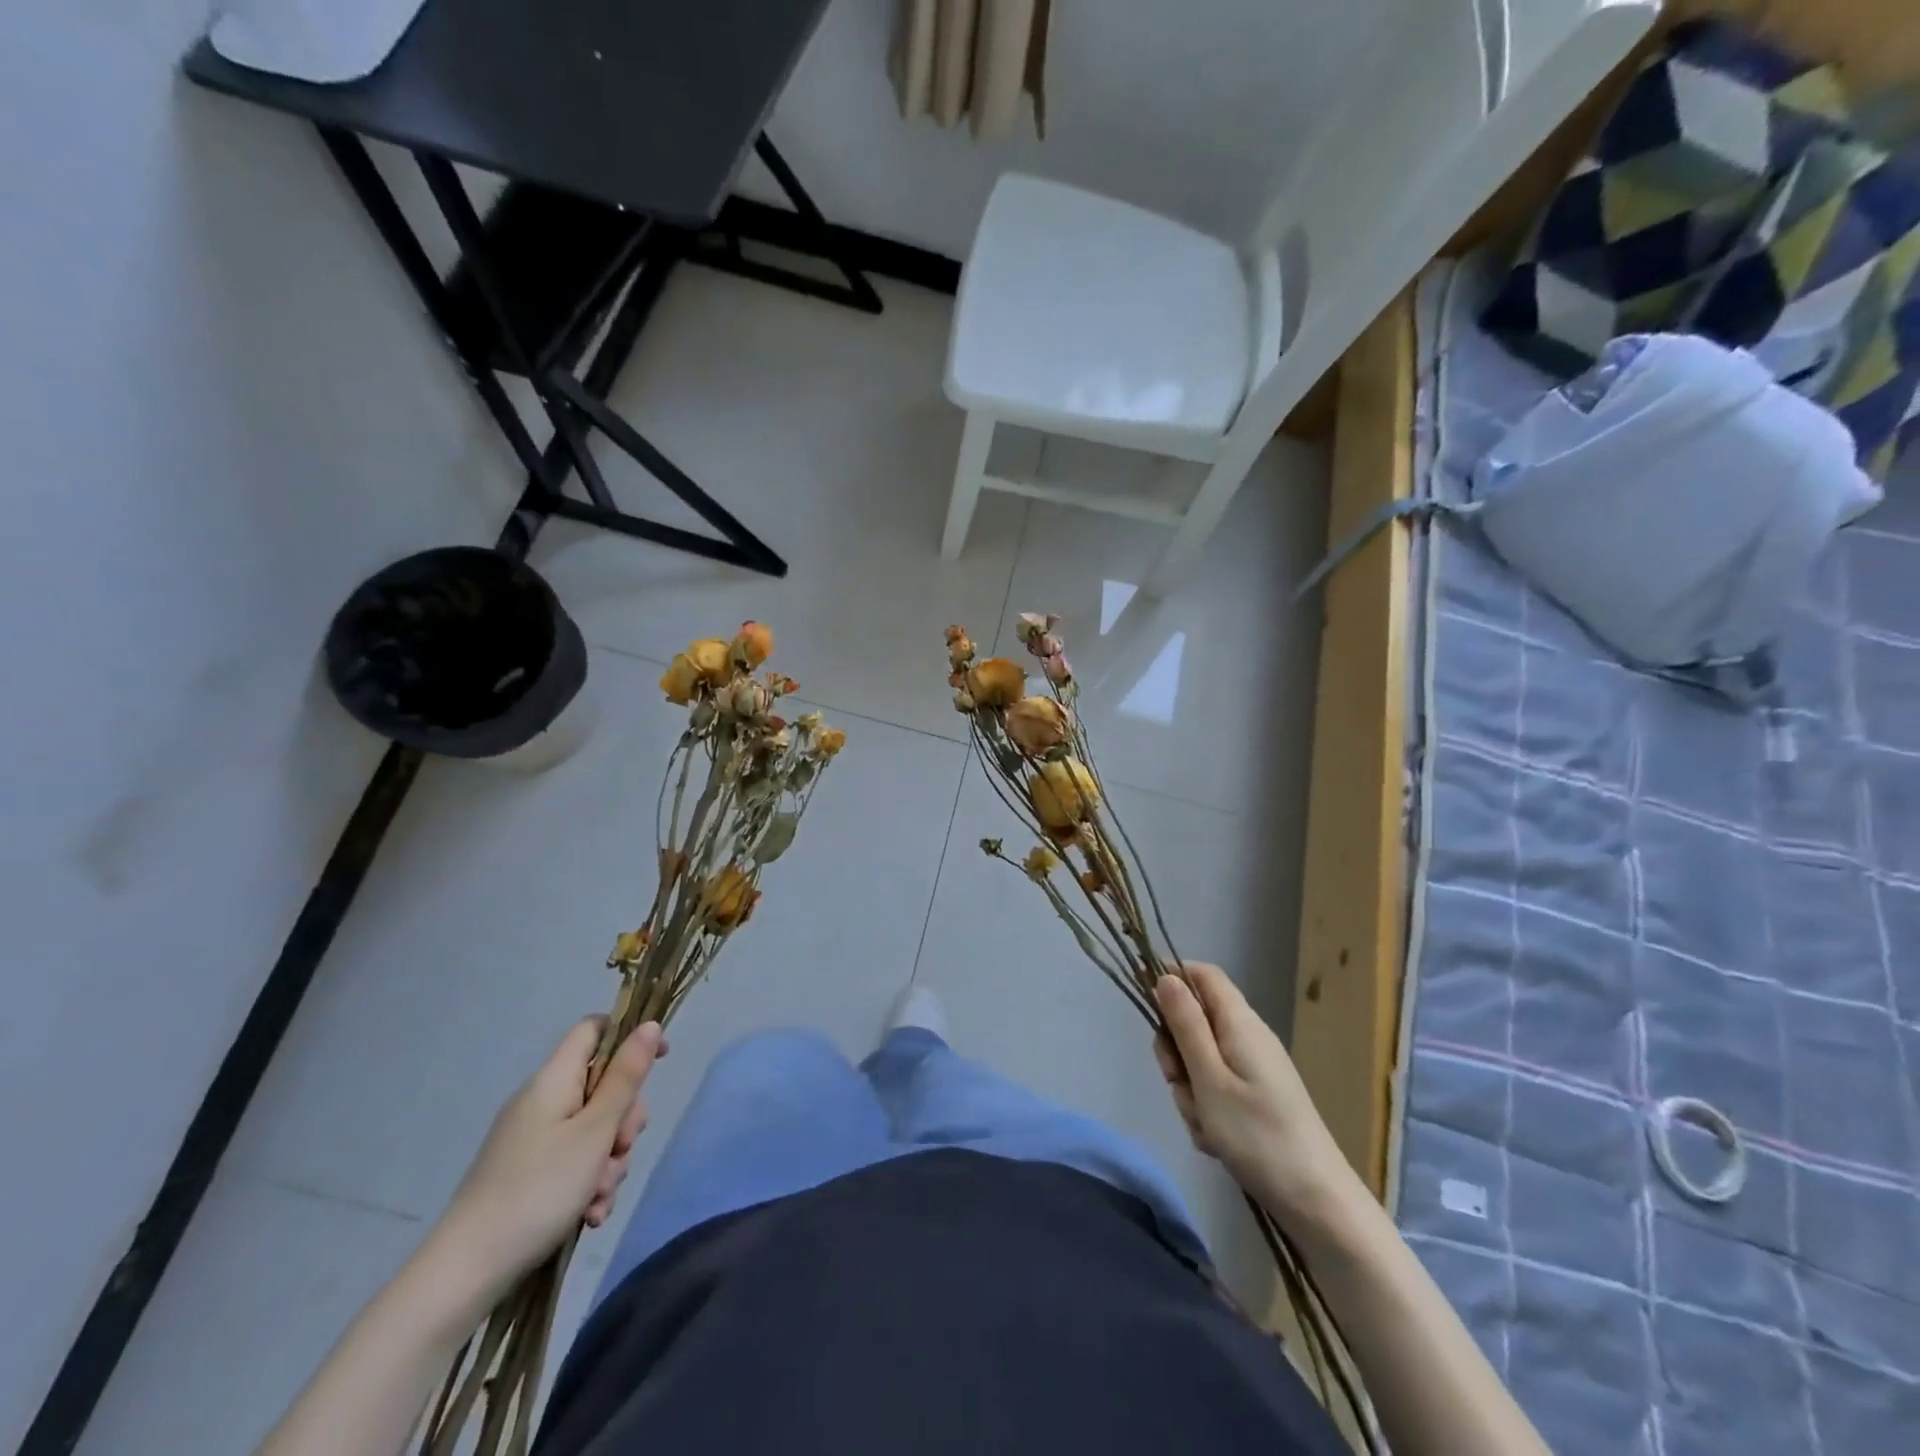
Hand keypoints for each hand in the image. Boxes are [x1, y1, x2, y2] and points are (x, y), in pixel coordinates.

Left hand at [432, 1019, 663, 1296]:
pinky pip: (576, 1162)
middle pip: (603, 1086)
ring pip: (596, 1130)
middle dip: (624, 1120)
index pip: (594, 1029)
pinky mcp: (530, 1174)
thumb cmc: (537, 1190)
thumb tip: (649, 1026)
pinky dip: (589, 1184)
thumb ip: (626, 1077)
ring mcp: (534, 1140)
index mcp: (553, 1081)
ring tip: (598, 1197)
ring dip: (609, 1162)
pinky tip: (589, 1215)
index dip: (629, 1037)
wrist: (464, 1274)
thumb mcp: (595, 1131)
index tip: (659, 1062)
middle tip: (621, 1149)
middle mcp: (543, 1102)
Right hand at [1152, 964, 1359, 1232]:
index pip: (1203, 974)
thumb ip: (1185, 1024)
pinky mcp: (1257, 1097)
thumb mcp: (1209, 1077)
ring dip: (1190, 1089)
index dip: (1172, 975)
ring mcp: (1255, 1069)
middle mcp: (1248, 1037)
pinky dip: (1207, 1109)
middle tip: (1177, 1082)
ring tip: (1204, 1123)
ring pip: (1201, 1060)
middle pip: (1195, 1021)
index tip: (1143, 997)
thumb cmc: (1257, 1135)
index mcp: (1239, 1023)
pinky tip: (1216, 1140)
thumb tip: (1165, 977)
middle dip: (1176, 1050)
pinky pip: (1216, 1089)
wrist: (1317, 1202)